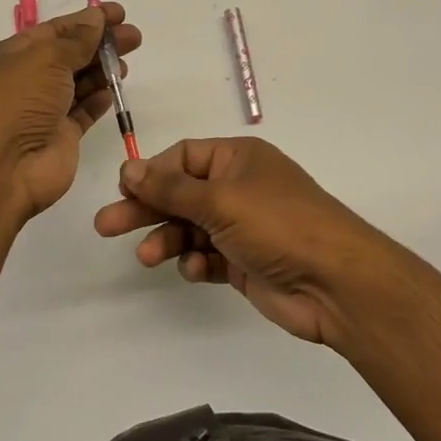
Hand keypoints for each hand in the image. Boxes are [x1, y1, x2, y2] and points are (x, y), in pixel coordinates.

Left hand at [0, 3, 142, 221]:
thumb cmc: (16, 100)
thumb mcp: (46, 58)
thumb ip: (76, 40)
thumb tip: (95, 18)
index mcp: (14, 54)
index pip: (56, 30)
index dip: (87, 19)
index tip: (119, 13)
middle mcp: (28, 80)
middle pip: (70, 55)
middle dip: (101, 44)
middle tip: (134, 37)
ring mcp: (44, 111)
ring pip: (78, 83)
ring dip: (102, 71)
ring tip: (126, 63)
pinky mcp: (60, 137)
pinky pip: (83, 113)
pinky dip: (97, 101)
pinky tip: (112, 91)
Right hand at [93, 137, 403, 347]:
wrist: (335, 283)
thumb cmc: (277, 224)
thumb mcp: (220, 199)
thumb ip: (171, 187)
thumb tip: (129, 168)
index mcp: (237, 159)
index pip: (183, 157)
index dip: (152, 172)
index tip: (124, 190)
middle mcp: (238, 188)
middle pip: (180, 194)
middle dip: (146, 209)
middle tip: (105, 225)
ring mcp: (243, 227)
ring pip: (190, 228)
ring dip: (167, 240)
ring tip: (145, 257)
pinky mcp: (245, 263)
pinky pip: (208, 257)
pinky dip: (196, 262)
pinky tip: (194, 271)